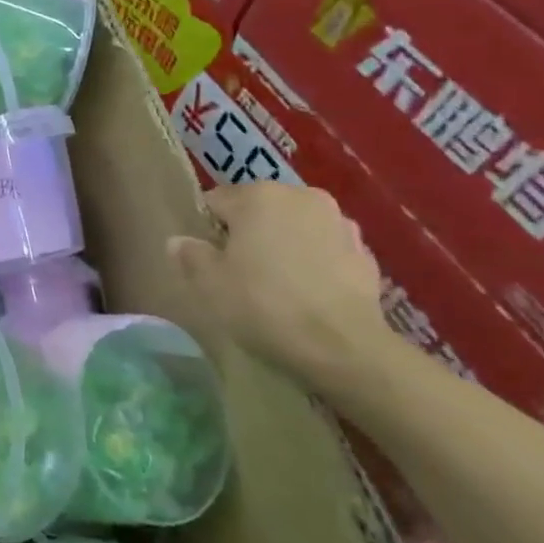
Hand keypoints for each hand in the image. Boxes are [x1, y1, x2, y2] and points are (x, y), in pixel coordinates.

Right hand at [167, 183, 390, 397]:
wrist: (343, 346)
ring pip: (293, 226)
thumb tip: (179, 241)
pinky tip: (307, 291)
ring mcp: (337, 220)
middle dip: (247, 232)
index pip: (216, 201)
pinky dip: (313, 260)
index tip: (209, 260)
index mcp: (257, 195)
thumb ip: (190, 255)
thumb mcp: (209, 283)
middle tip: (240, 271)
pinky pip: (323, 247)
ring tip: (277, 282)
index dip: (207, 230)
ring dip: (282, 243)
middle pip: (257, 209)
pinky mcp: (364, 250)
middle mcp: (299, 195)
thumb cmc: (264, 305)